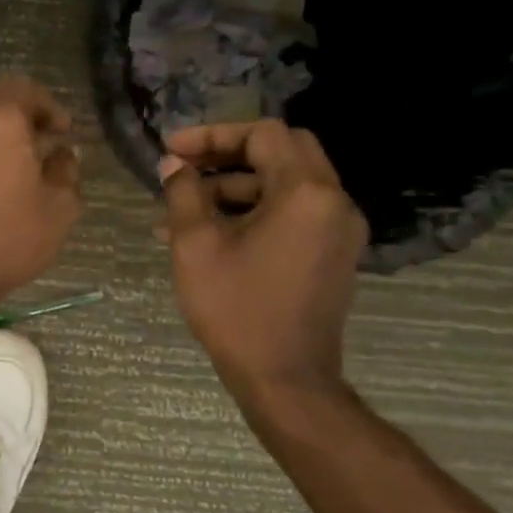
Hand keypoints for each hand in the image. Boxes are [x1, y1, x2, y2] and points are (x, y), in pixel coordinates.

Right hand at [158, 120, 367, 400]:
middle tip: (185, 167)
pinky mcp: (334, 253)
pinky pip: (294, 212)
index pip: (264, 135)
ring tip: (184, 208)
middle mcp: (334, 202)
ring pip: (287, 182)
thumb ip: (183, 193)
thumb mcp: (195, 245)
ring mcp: (339, 229)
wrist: (285, 377)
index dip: (214, 135)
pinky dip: (255, 209)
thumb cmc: (236, 308)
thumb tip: (173, 164)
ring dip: (236, 185)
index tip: (173, 151)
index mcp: (306, 193)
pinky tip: (212, 232)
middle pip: (283, 151)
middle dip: (228, 153)